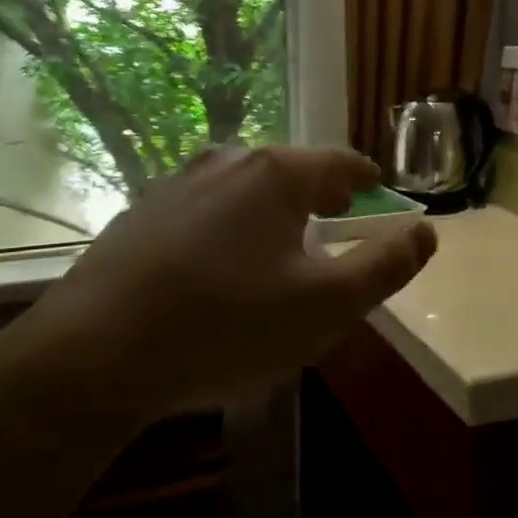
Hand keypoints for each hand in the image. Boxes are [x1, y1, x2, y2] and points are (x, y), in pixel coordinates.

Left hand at [0, 145, 436, 416]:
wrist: (93, 354)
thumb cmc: (227, 325)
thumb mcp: (327, 306)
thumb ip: (385, 266)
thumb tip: (424, 232)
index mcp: (276, 175)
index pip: (340, 163)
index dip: (366, 181)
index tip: (376, 195)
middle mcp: (225, 163)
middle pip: (290, 170)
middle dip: (320, 194)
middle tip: (337, 219)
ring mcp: (174, 186)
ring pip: (242, 189)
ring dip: (270, 210)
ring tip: (280, 244)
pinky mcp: (138, 217)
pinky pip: (203, 212)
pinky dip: (227, 227)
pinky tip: (218, 268)